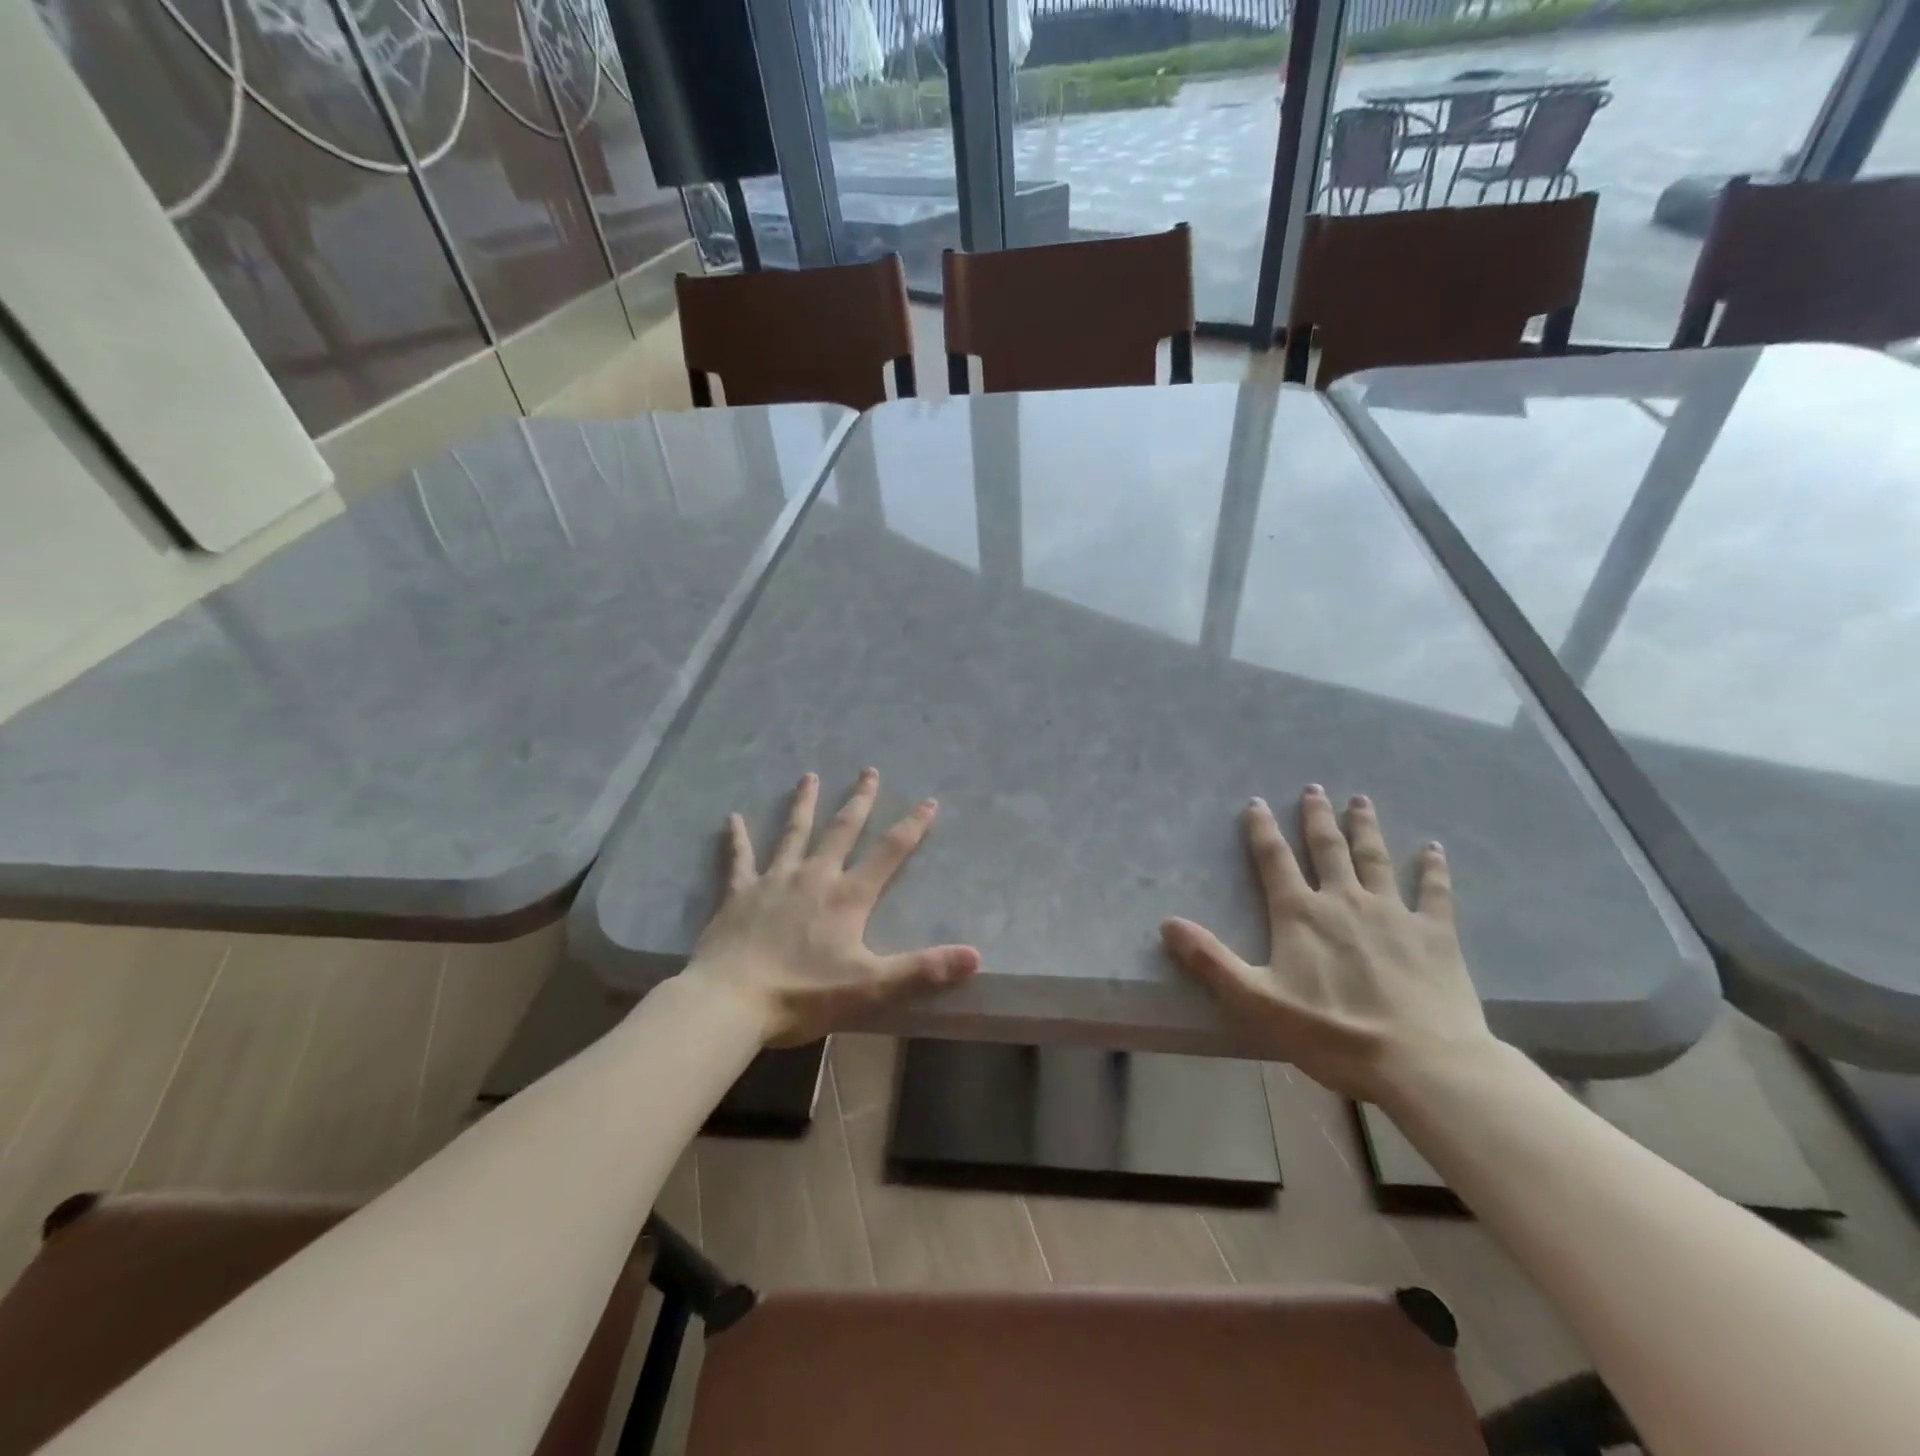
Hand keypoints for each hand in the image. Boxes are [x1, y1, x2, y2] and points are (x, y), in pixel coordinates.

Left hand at [686, 769, 979, 1046]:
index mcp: (847, 897)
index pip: (889, 852)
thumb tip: (975, 956)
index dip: (912, 826)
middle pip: (842, 830)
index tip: (928, 800)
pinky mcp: (739, 894)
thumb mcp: (871, 986)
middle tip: (868, 770)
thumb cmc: (803, 995)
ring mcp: (774, 881)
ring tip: (809, 777)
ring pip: (793, 833)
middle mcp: (814, 877)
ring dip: (804, 805)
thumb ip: (922, 969)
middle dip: (859, 800)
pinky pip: (739, 859)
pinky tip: (731, 818)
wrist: (731, 1001)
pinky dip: (737, 838)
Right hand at [1160, 786, 1496, 1102]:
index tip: (1256, 802)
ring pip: (1375, 858)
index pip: (1274, 861)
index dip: (1262, 830)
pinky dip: (1432, 868)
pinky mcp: (1435, 934)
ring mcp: (1393, 913)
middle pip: (1327, 848)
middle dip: (1317, 817)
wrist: (1422, 1063)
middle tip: (1313, 788)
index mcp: (1300, 914)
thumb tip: (1166, 923)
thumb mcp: (1257, 1001)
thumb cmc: (1333, 1034)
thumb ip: (1210, 960)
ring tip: (1360, 800)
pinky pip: (1434, 891)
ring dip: (1365, 827)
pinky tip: (1434, 848)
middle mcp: (1344, 901)